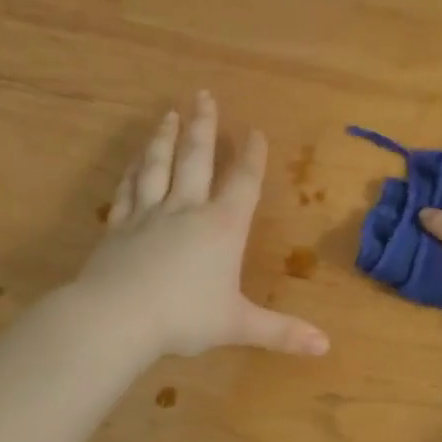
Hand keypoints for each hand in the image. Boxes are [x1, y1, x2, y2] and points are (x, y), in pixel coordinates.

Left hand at [71, 93, 329, 361]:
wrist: (115, 318)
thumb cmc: (184, 317)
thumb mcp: (238, 325)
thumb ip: (281, 332)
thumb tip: (325, 347)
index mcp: (222, 227)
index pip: (243, 182)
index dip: (252, 156)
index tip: (256, 131)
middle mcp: (187, 210)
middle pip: (197, 158)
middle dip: (205, 127)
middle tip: (205, 95)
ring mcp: (149, 214)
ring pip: (158, 166)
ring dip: (165, 138)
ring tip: (169, 114)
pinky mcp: (118, 227)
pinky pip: (128, 190)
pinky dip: (132, 171)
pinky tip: (133, 160)